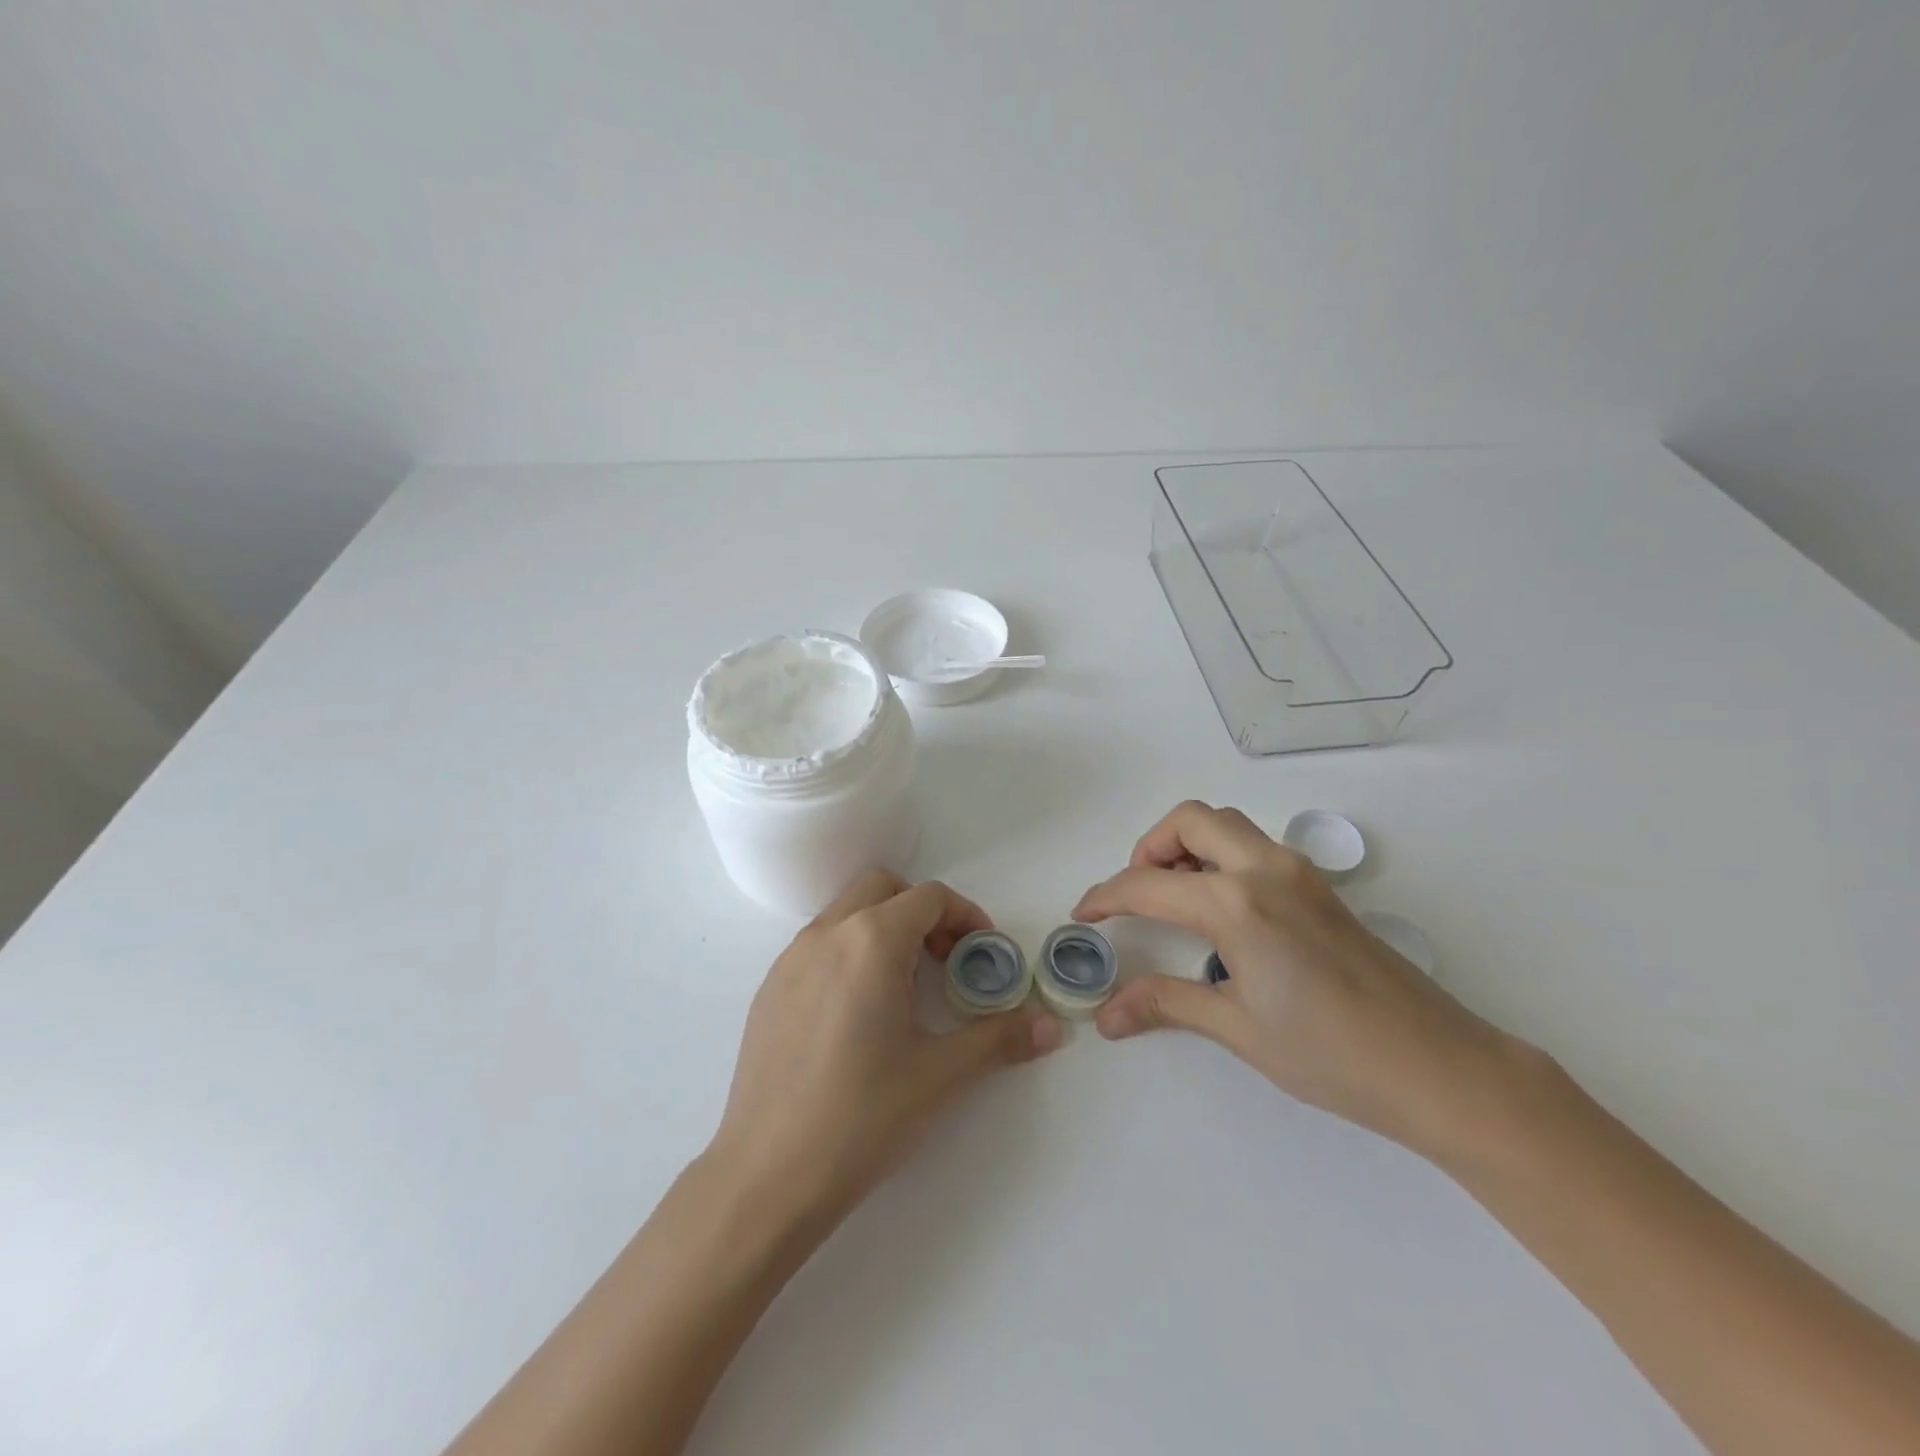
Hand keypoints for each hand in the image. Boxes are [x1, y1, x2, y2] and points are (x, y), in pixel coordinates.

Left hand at [711, 870, 1061, 1222]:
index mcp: (871, 940)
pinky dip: (848, 952)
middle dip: (921, 911)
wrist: (767, 1176)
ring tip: (903, 989)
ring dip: (882, 929)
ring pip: (846, 913)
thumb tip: (1052, 1027)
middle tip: (944, 961)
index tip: (982, 953)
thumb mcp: (940, 1075)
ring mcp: (790, 959)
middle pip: (882, 887)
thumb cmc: (863, 1117)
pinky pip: (818, 945)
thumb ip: (1000, 1038)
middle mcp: (827, 934)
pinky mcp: (768, 989)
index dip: (965, 916)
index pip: (929, 897)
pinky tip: (857, 1015)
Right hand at [1074, 801, 1532, 1161]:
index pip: (1147, 886)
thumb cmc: (1331, 1053)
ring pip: (1227, 825)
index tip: (1082, 914)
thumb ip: (1166, 1004)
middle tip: (1137, 892)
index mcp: (1237, 903)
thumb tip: (1106, 1016)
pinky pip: (1255, 846)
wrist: (1439, 1067)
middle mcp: (1265, 869)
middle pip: (1190, 820)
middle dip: (1149, 847)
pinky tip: (1222, 911)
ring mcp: (1299, 872)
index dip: (1105, 897)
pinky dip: (1221, 857)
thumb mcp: (1238, 1028)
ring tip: (1174, 897)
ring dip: (1188, 845)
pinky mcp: (1320, 887)